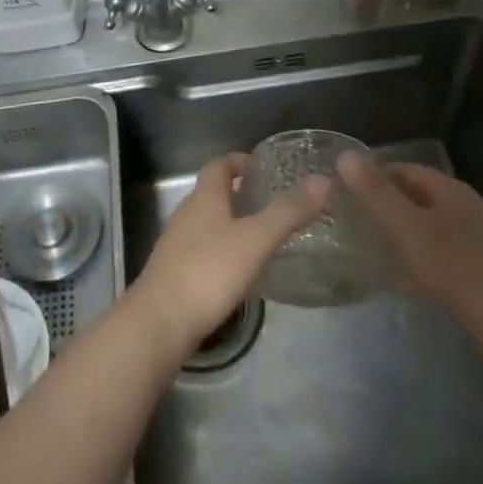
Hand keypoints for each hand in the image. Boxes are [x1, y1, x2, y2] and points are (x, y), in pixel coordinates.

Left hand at [130, 153, 328, 354]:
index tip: (265, 168)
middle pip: (214, 193)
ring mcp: (178, 244)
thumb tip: (322, 179)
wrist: (160, 322)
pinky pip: (204, 249)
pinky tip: (243, 269)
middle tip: (275, 202)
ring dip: (234, 222)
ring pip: (209, 222)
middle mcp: (187, 214)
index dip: (240, 161)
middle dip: (241, 193)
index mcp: (204, 197)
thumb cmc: (209, 271)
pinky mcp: (176, 272)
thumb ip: (288, 211)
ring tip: (265, 235)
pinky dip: (225, 249)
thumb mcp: (256, 239)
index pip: (219, 165)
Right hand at [340, 152, 482, 332]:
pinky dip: (417, 260)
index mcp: (451, 190)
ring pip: (429, 228)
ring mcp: (477, 240)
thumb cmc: (457, 268)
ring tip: (368, 246)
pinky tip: (400, 280)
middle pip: (418, 197)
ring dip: (400, 233)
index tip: (343, 188)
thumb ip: (376, 193)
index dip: (374, 174)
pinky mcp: (481, 270)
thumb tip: (345, 154)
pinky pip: (440, 255)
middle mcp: (466, 208)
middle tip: (350, 218)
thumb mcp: (409, 228)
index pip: (406, 169)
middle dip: (385, 204)